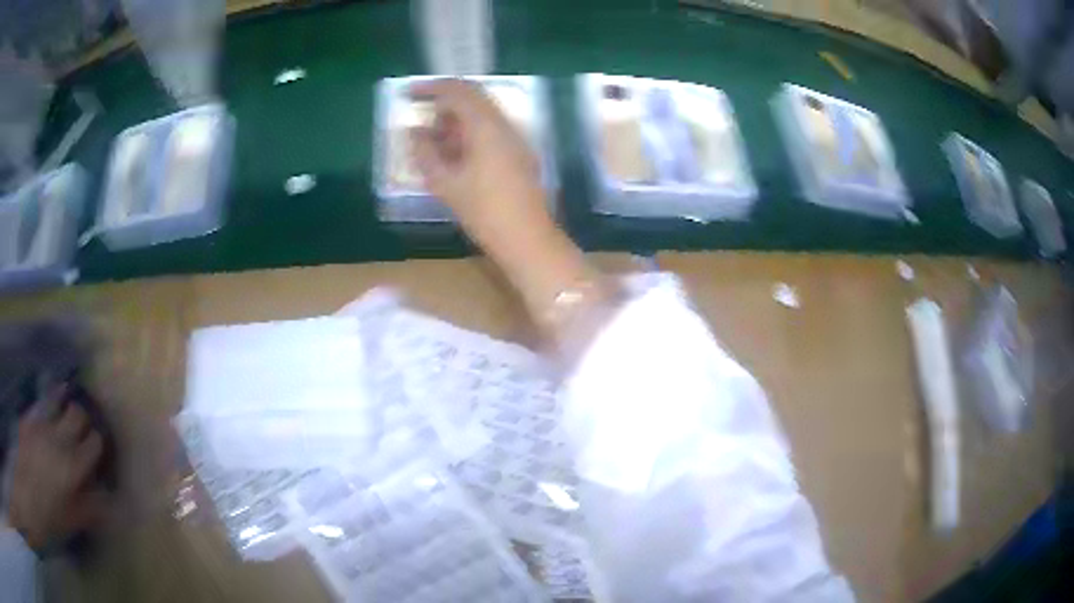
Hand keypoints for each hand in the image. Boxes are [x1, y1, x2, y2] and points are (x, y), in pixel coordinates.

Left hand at [6, 387, 106, 553]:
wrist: (29, 492)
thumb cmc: (51, 512)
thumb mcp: (72, 519)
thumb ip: (90, 508)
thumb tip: (111, 501)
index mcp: (73, 465)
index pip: (93, 442)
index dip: (97, 443)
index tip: (96, 449)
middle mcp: (59, 438)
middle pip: (77, 413)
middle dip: (82, 419)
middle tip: (81, 429)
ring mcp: (41, 424)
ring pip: (58, 402)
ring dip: (64, 408)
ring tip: (65, 415)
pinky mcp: (29, 418)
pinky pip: (40, 406)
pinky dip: (47, 407)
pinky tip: (47, 414)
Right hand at [409, 79, 552, 249]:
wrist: (527, 238)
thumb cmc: (484, 211)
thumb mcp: (445, 183)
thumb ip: (425, 153)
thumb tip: (414, 132)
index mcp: (486, 126)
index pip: (457, 90)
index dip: (431, 88)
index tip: (409, 93)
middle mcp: (504, 124)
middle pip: (472, 98)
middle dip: (443, 105)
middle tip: (422, 125)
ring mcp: (516, 138)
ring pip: (482, 115)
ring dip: (457, 121)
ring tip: (435, 146)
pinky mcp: (520, 153)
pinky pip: (491, 130)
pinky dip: (470, 134)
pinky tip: (457, 157)